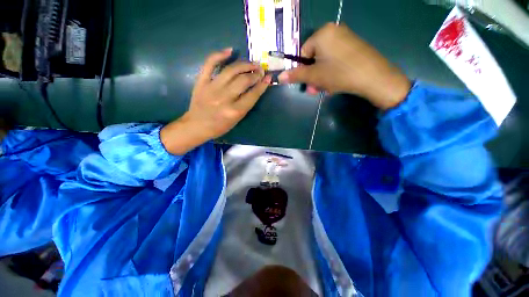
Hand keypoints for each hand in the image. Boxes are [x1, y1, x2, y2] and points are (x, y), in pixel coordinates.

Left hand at [161, 48, 271, 154]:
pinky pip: (210, 64)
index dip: (262, 85)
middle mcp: (224, 98)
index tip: (268, 78)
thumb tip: (256, 88)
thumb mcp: (237, 119)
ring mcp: (212, 88)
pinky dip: (219, 55)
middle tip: (260, 70)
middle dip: (255, 74)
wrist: (197, 126)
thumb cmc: (219, 126)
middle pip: (244, 80)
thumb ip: (246, 104)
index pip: (253, 95)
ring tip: (251, 63)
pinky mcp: (201, 82)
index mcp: (235, 111)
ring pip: (231, 70)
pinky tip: (230, 51)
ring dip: (244, 64)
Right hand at [278, 23, 410, 109]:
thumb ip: (295, 75)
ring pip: (325, 61)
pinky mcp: (354, 47)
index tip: (307, 82)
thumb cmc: (339, 74)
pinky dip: (332, 72)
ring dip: (321, 77)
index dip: (303, 69)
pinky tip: (335, 84)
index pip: (303, 53)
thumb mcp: (314, 76)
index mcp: (322, 34)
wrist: (374, 77)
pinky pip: (336, 60)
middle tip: (315, 90)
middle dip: (313, 76)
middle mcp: (334, 31)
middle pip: (314, 58)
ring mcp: (346, 38)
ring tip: (326, 89)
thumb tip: (279, 77)